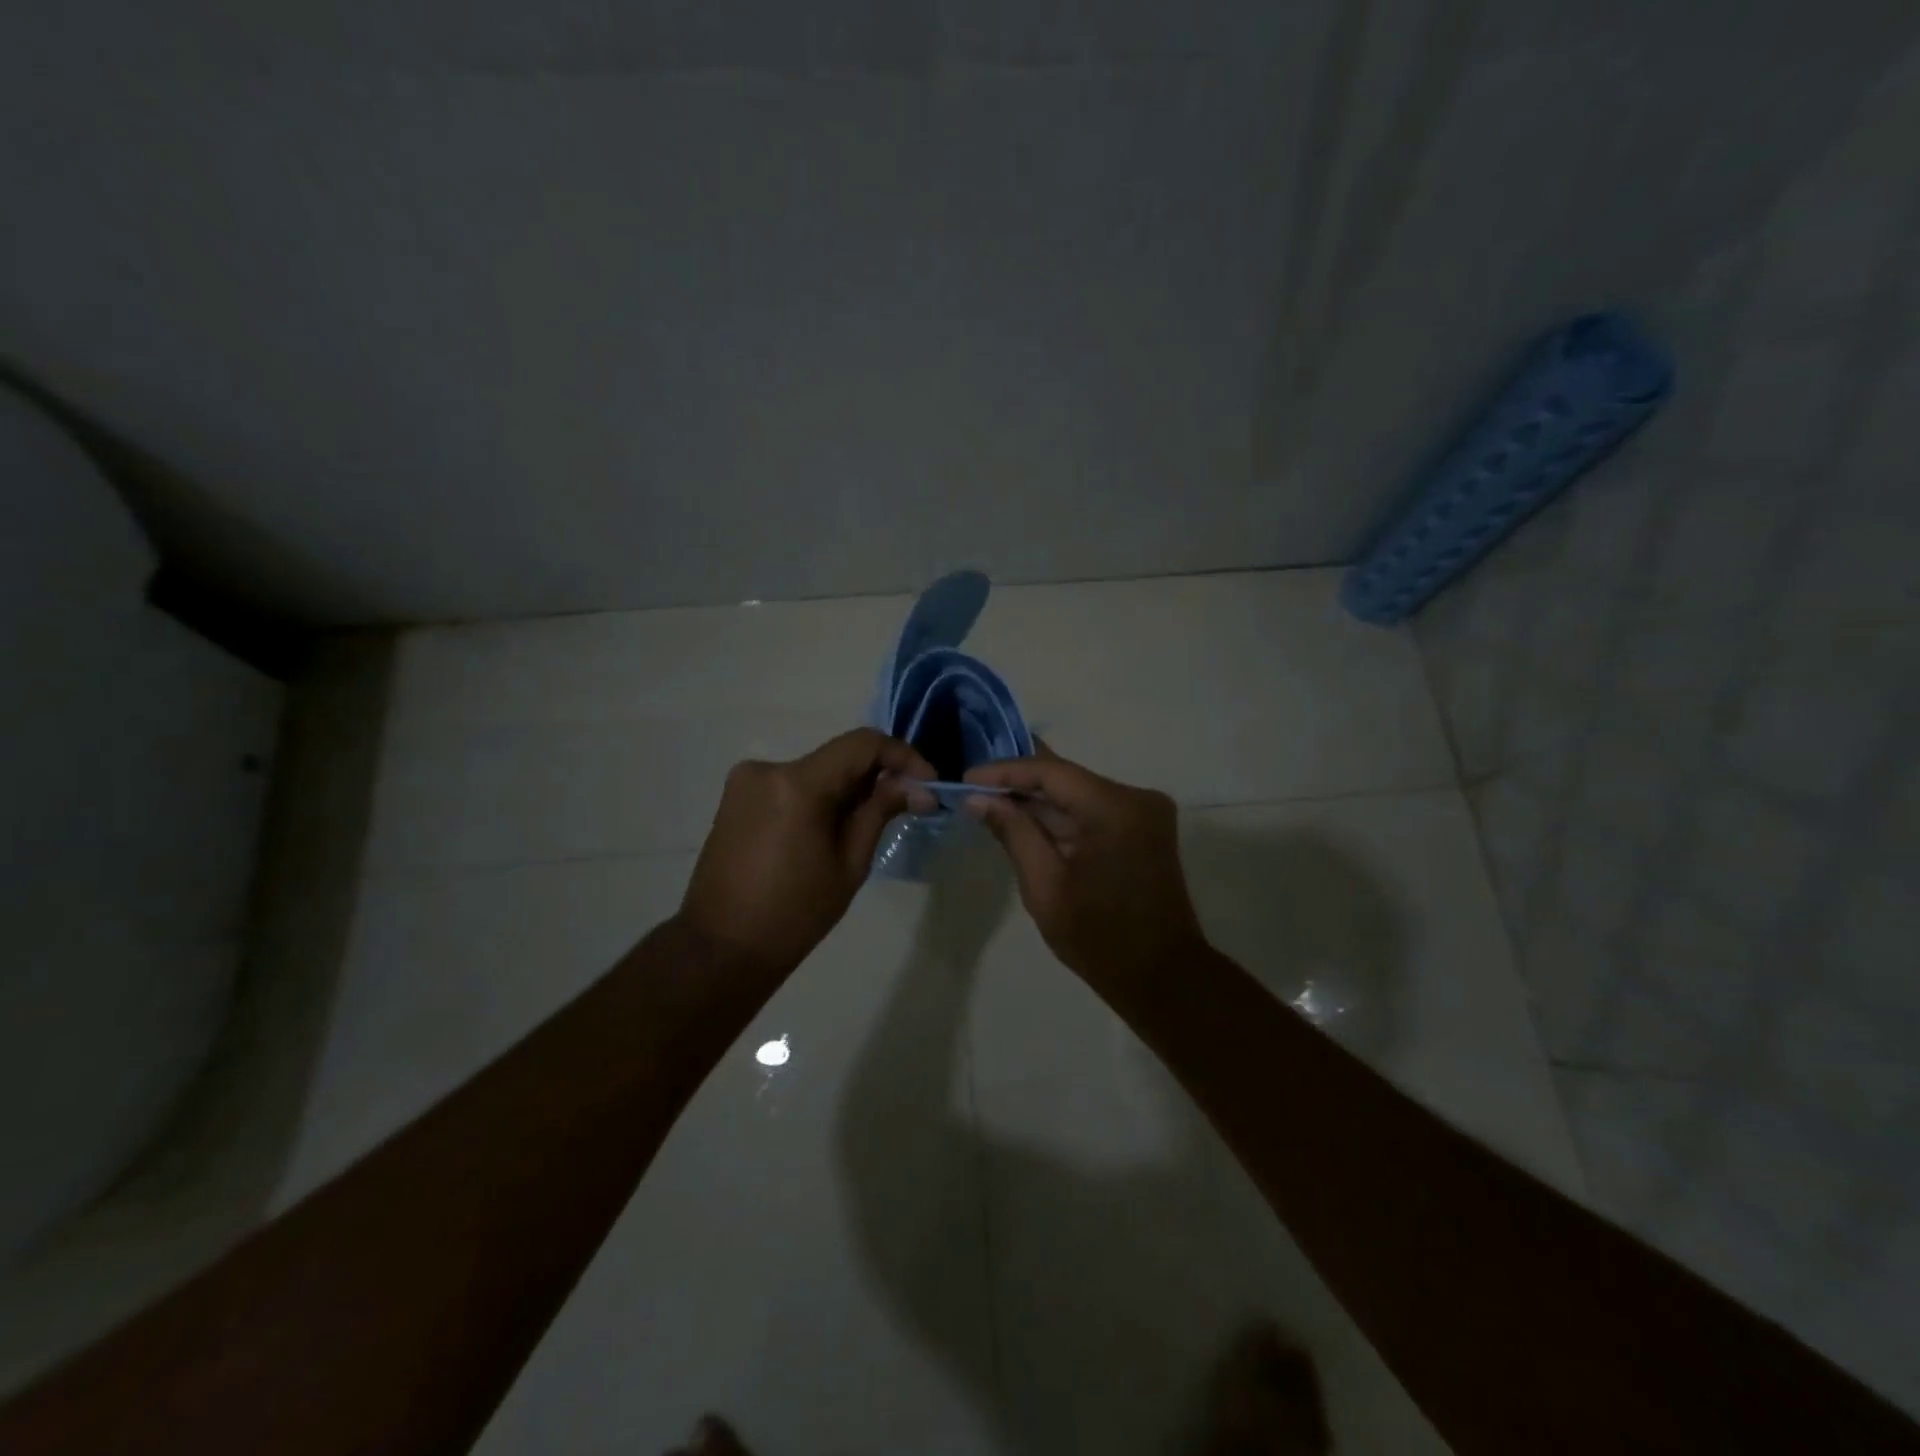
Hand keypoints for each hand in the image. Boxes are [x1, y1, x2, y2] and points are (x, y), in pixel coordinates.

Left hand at [679, 729, 934, 978]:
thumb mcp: (849, 863)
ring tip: (865, 827)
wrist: (721, 948)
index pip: (862, 744)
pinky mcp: (736, 797)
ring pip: (816, 771)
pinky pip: (791, 785)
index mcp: (797, 783)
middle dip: (876, 777)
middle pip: (838, 757)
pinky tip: (828, 832)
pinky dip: (818, 798)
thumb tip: (920, 786)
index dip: (902, 756)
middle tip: (907, 806)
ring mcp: (746, 780)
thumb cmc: (794, 914)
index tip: (928, 782)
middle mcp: (767, 768)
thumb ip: (880, 811)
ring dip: (846, 790)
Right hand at [963, 745, 1207, 990]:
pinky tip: (1027, 822)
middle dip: (1020, 784)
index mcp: (1116, 808)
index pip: (1052, 772)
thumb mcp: (1045, 886)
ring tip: (991, 803)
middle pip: (1068, 778)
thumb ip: (1013, 833)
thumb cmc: (1099, 937)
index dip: (1006, 771)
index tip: (967, 778)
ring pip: (1079, 794)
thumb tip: (978, 798)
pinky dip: (1061, 817)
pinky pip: (1093, 810)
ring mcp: (1145, 812)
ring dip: (1039, 802)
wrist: (1162, 977)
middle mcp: (1137, 797)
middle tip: (973, 788)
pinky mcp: (1144, 828)